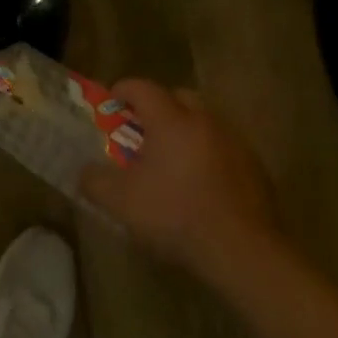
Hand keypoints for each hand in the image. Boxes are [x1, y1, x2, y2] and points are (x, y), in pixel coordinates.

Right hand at [78, 80, 278, 280]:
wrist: (244, 250)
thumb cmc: (177, 215)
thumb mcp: (122, 203)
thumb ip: (96, 182)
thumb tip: (84, 172)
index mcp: (170, 119)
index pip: (142, 87)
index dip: (123, 90)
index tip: (111, 104)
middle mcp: (202, 119)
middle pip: (177, 97)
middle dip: (158, 107)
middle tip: (144, 131)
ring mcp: (232, 140)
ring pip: (203, 121)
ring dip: (186, 131)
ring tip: (173, 160)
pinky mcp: (254, 165)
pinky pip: (223, 147)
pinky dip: (209, 155)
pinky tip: (202, 185)